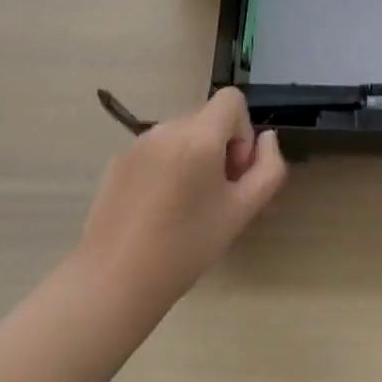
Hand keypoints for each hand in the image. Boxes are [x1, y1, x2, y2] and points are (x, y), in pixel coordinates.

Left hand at [76, 87, 287, 307]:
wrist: (113, 282)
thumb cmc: (186, 247)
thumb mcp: (242, 212)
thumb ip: (268, 168)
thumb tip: (266, 139)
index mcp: (198, 135)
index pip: (232, 99)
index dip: (243, 131)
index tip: (233, 173)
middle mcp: (167, 128)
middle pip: (207, 120)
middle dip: (219, 149)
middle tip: (214, 198)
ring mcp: (138, 143)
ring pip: (181, 136)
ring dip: (193, 159)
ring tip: (184, 208)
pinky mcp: (118, 162)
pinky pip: (156, 151)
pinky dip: (166, 169)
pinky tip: (156, 213)